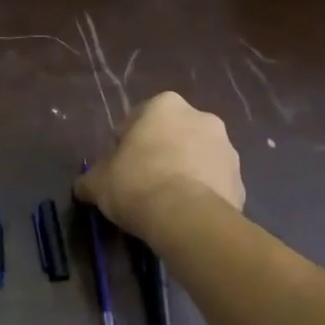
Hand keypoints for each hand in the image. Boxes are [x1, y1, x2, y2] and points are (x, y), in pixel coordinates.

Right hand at [75, 92, 243, 233]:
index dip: (123, 146)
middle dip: (158, 154)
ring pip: (195, 157)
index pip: (136, 121)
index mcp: (164, 106)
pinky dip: (201, 193)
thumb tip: (84, 186)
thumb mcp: (97, 182)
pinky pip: (213, 183)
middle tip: (140, 184)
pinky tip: (185, 214)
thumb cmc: (136, 185)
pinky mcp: (240, 179)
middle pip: (170, 135)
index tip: (117, 170)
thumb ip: (90, 178)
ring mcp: (227, 147)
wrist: (187, 219)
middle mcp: (201, 117)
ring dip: (182, 172)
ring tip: (165, 203)